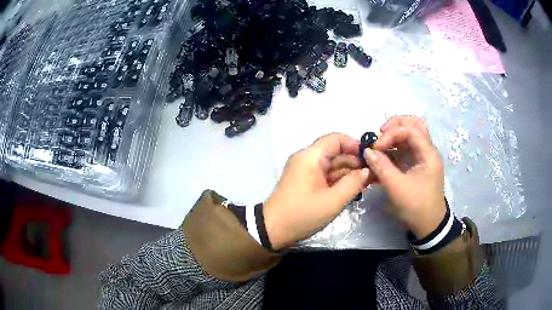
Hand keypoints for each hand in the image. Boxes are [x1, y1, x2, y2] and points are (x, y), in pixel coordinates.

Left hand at [264, 133, 369, 249]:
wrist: (273, 230)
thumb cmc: (302, 214)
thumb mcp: (332, 201)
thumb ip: (353, 183)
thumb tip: (367, 170)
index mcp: (310, 156)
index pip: (336, 139)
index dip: (354, 145)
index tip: (370, 158)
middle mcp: (307, 158)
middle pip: (335, 152)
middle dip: (354, 161)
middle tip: (373, 174)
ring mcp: (305, 170)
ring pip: (331, 164)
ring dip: (348, 172)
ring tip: (367, 182)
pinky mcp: (305, 181)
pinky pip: (325, 175)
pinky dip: (339, 180)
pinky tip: (353, 187)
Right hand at [365, 116, 445, 239]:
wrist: (428, 226)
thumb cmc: (417, 207)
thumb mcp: (397, 188)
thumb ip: (382, 167)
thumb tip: (367, 151)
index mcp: (428, 154)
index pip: (411, 130)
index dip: (392, 134)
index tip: (376, 147)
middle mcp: (427, 152)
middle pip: (414, 125)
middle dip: (396, 126)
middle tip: (380, 134)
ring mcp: (422, 158)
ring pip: (410, 136)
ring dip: (394, 137)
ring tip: (380, 146)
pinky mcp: (417, 166)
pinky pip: (405, 150)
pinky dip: (394, 149)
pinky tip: (382, 158)